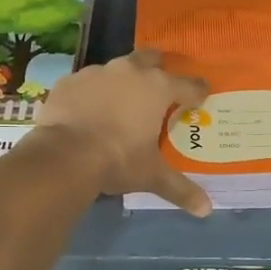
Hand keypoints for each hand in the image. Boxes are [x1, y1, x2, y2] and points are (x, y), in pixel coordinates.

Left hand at [32, 49, 211, 215]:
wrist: (63, 156)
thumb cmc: (118, 160)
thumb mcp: (151, 175)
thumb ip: (180, 188)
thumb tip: (206, 210)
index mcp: (158, 88)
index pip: (189, 84)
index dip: (198, 92)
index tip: (201, 98)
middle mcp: (130, 71)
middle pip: (152, 59)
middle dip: (158, 70)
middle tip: (159, 91)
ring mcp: (97, 72)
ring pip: (118, 68)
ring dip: (123, 81)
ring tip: (121, 103)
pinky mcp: (70, 80)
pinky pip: (87, 82)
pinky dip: (92, 92)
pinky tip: (88, 110)